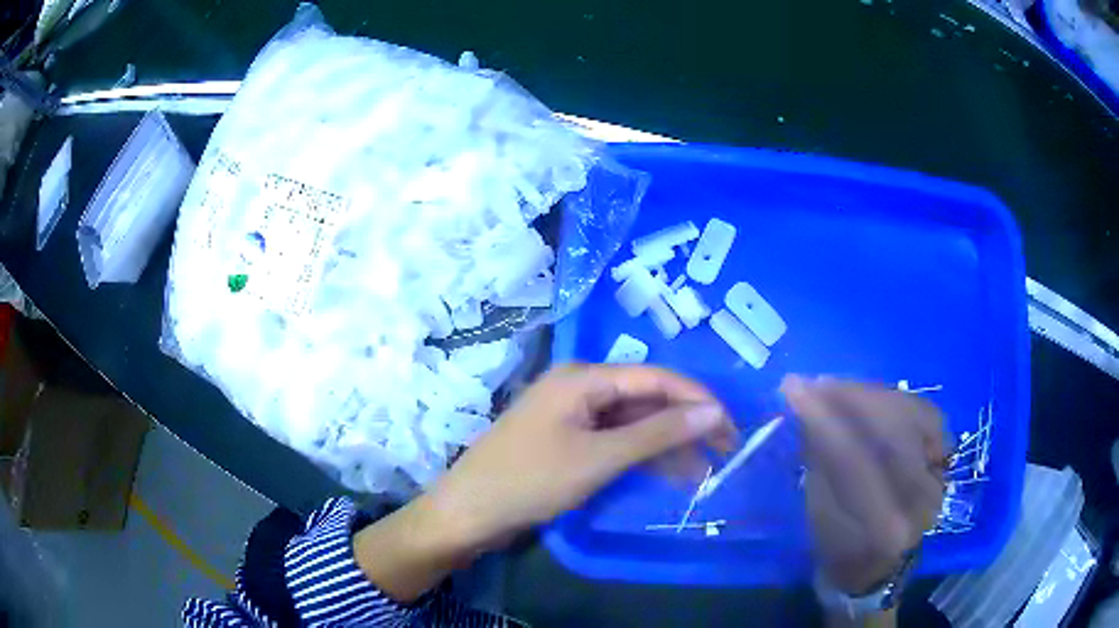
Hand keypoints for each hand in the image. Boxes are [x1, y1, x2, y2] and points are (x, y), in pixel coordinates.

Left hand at [424, 363, 735, 550]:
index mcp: (584, 377)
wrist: (469, 512)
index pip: (656, 377)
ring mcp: (571, 414)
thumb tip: (713, 411)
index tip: (731, 426)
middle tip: (722, 452)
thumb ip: (659, 433)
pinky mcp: (566, 439)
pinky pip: (613, 438)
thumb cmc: (532, 481)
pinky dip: (640, 454)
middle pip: (645, 397)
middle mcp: (579, 386)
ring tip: (702, 469)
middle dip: (684, 423)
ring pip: (631, 421)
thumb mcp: (601, 457)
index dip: (697, 399)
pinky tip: (666, 473)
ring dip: (666, 442)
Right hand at [782, 375, 946, 594]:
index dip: (826, 420)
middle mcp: (920, 503)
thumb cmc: (838, 550)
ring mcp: (939, 480)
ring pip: (913, 415)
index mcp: (883, 529)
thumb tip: (809, 410)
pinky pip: (928, 415)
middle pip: (892, 431)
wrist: (877, 565)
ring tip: (838, 386)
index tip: (796, 391)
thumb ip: (819, 465)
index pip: (857, 462)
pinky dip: (899, 399)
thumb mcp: (819, 519)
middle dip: (851, 397)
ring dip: (873, 394)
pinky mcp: (945, 463)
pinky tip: (873, 395)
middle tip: (815, 381)